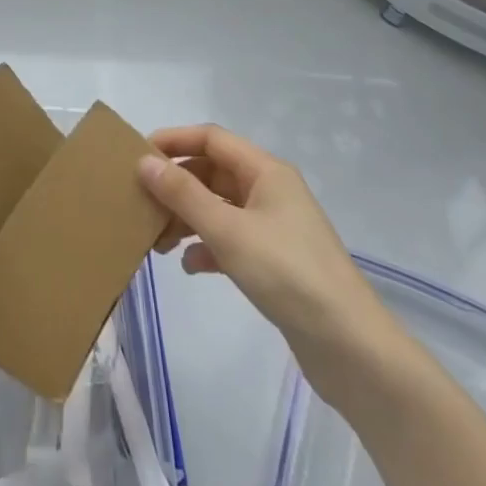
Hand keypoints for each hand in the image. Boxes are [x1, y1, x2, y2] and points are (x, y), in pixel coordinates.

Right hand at [138, 125, 402, 398]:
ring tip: (158, 242)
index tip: (136, 156)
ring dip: (187, 218)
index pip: (211, 138)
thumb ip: (183, 195)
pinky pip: (230, 240)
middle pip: (212, 173)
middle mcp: (270, 191)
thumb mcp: (228, 230)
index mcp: (266, 172)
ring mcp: (273, 227)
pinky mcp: (274, 261)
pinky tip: (190, 267)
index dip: (173, 141)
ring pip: (218, 208)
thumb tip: (144, 161)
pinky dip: (206, 248)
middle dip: (176, 186)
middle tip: (140, 204)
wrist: (349, 347)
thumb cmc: (287, 274)